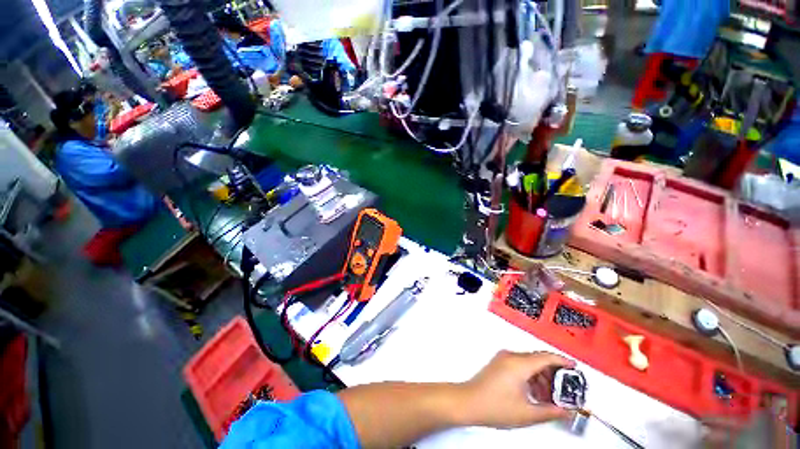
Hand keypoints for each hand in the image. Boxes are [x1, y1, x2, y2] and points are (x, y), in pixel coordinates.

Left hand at [458, 350, 575, 428]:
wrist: (469, 402)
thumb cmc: (494, 406)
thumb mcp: (527, 413)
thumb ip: (551, 412)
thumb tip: (567, 412)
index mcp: (518, 364)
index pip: (545, 357)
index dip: (562, 361)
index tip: (574, 367)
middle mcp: (510, 356)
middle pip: (538, 359)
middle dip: (553, 374)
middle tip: (564, 390)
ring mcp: (503, 359)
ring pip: (529, 362)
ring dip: (542, 376)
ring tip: (548, 397)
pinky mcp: (499, 363)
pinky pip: (520, 364)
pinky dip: (531, 376)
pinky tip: (534, 392)